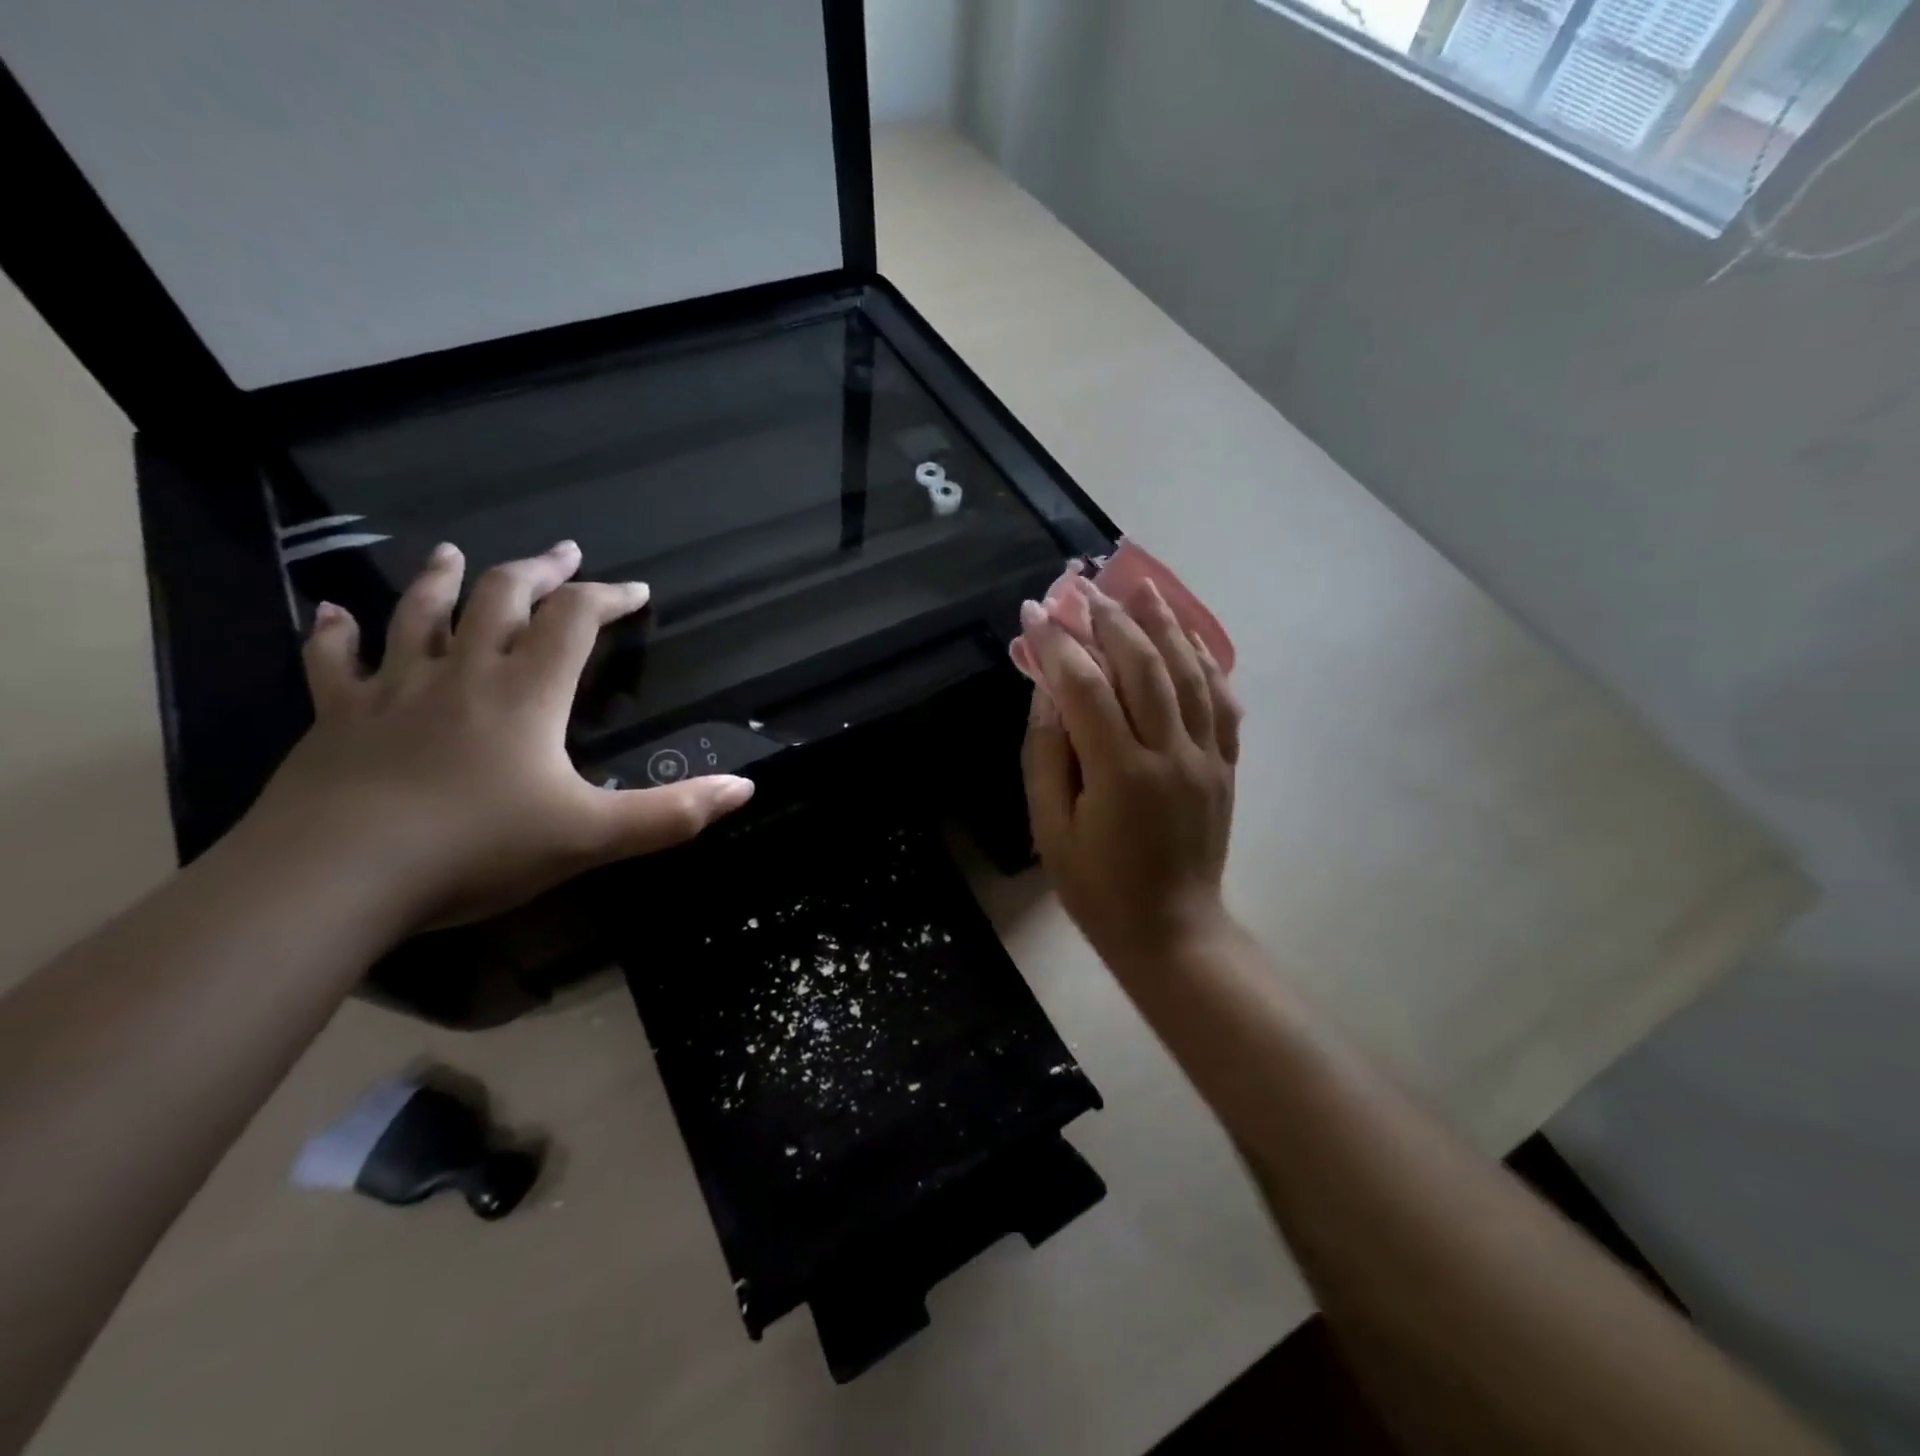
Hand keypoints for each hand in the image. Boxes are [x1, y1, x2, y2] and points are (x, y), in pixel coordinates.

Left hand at [246, 540, 754, 928]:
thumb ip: (673, 812)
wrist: (337, 879)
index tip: (636, 591)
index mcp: (526, 692)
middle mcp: (462, 673)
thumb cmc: (477, 849)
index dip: (608, 597)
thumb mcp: (593, 837)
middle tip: (563, 553)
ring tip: (453, 553)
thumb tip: (746, 787)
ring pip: (417, 614)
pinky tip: (331, 611)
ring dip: (441, 579)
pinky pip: (331, 662)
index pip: (575, 620)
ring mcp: (392, 690)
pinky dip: (332, 632)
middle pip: (500, 597)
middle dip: (537, 570)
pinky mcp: (337, 718)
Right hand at [1020, 577, 1241, 976]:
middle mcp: (1171, 753)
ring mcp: (1207, 756)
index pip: (1085, 687)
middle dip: (1108, 618)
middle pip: (1142, 665)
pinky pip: (1222, 700)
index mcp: (1120, 773)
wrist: (1172, 929)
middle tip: (1081, 586)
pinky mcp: (1227, 764)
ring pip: (1188, 671)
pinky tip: (1187, 635)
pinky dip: (1205, 660)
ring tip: (1138, 586)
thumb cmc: (1097, 887)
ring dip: (1162, 623)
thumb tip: (1047, 690)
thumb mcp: (1050, 829)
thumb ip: (1047, 755)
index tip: (1034, 611)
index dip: (1057, 643)